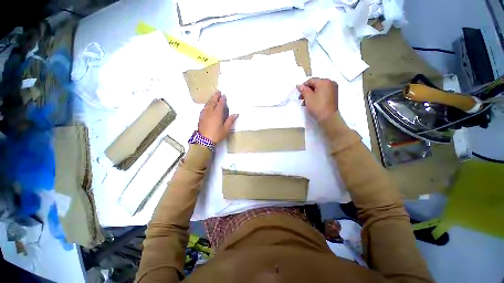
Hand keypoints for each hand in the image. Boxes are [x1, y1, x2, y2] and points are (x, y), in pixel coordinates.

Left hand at [198, 91, 237, 142]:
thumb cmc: (217, 135)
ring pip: (207, 104)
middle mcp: (210, 112)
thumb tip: (236, 114)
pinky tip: (207, 106)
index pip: (220, 104)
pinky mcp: (201, 117)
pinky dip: (207, 105)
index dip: (222, 99)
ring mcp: (204, 114)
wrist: (204, 140)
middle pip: (212, 102)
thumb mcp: (226, 129)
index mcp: (217, 114)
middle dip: (215, 96)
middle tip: (218, 91)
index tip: (224, 95)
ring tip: (213, 97)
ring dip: (210, 99)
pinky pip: (204, 108)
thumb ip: (230, 120)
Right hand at [297, 78, 337, 121]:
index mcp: (324, 82)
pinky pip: (323, 92)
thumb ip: (303, 90)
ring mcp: (333, 89)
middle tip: (301, 98)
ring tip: (305, 102)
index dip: (303, 86)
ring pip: (319, 89)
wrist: (328, 118)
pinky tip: (311, 102)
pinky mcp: (333, 95)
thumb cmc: (317, 106)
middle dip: (307, 91)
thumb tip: (299, 85)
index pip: (311, 80)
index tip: (298, 93)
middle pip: (315, 84)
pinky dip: (316, 96)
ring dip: (311, 94)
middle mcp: (330, 83)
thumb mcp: (308, 97)